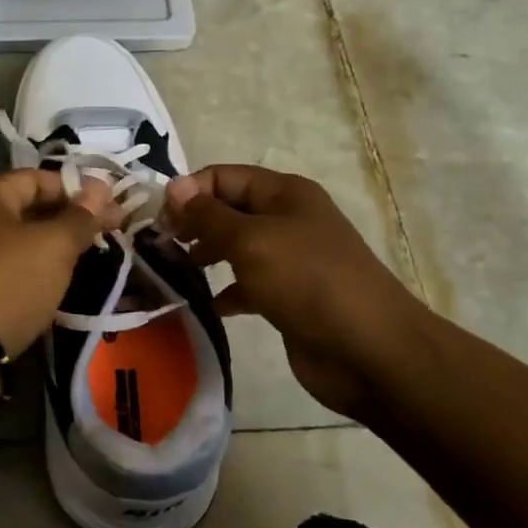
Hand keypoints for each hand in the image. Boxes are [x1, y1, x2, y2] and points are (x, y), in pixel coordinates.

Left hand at [0, 168, 125, 360]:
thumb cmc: (7, 282)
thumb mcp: (53, 245)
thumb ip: (80, 217)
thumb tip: (101, 187)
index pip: (41, 178)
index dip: (79, 189)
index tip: (116, 208)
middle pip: (32, 210)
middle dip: (73, 220)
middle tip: (115, 233)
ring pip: (25, 245)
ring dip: (58, 251)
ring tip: (97, 260)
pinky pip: (15, 275)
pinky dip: (40, 278)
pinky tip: (65, 288)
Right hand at [163, 165, 434, 420]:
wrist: (369, 351)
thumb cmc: (308, 281)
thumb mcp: (251, 240)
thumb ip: (208, 215)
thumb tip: (173, 186)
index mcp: (284, 193)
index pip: (224, 176)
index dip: (190, 191)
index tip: (158, 220)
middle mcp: (287, 219)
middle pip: (228, 210)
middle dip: (193, 223)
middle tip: (160, 246)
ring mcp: (290, 259)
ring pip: (236, 247)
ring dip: (204, 256)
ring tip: (173, 271)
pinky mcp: (288, 297)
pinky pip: (247, 284)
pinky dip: (224, 290)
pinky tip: (203, 304)